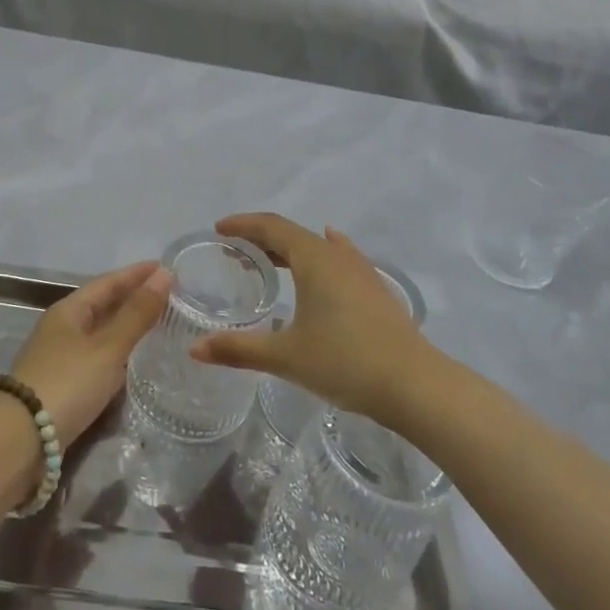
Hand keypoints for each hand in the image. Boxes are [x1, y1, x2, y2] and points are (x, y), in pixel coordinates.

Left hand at [10, 260, 171, 448]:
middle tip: (167, 295)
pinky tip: (134, 361)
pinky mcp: (62, 386)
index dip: (136, 274)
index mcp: (68, 310)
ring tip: (157, 324)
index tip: (165, 267)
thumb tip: (164, 275)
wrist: (21, 440)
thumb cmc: (67, 383)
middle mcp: (62, 328)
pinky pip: (97, 358)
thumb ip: (137, 314)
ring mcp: (59, 358)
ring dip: (126, 326)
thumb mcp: (108, 347)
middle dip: (132, 298)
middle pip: (102, 305)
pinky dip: (118, 353)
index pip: (107, 282)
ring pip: (99, 333)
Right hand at [190, 214, 432, 426]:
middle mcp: (337, 255)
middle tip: (234, 252)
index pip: (272, 226)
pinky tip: (328, 252)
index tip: (219, 229)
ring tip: (269, 262)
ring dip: (289, 249)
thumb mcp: (286, 357)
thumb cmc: (346, 362)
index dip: (243, 224)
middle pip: (293, 234)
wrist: (415, 385)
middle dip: (261, 239)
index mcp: (314, 258)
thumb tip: (194, 349)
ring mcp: (361, 271)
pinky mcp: (376, 290)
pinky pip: (341, 258)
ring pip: (317, 247)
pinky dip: (322, 254)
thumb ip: (238, 349)